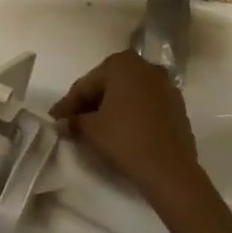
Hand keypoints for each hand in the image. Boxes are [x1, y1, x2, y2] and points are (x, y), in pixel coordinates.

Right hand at [50, 51, 202, 205]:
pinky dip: (131, 112)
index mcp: (123, 64)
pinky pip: (145, 103)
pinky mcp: (177, 104)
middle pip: (109, 84)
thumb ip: (74, 120)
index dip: (68, 104)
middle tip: (72, 121)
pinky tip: (121, 129)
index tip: (54, 119)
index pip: (87, 84)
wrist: (169, 168)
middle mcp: (146, 66)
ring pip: (128, 93)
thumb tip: (62, 122)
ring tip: (95, 127)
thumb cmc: (125, 139)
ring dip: (111, 107)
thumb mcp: (91, 130)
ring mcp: (165, 84)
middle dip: (90, 102)